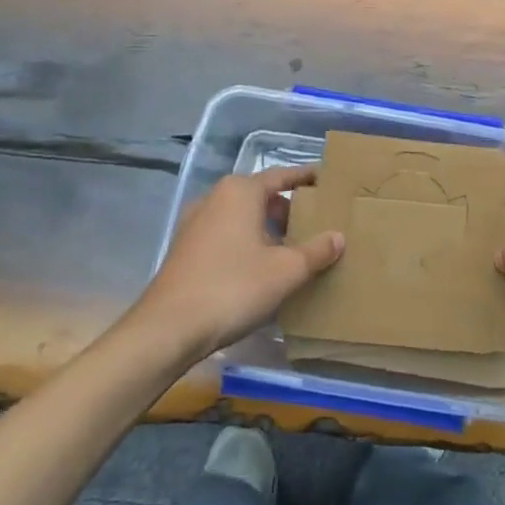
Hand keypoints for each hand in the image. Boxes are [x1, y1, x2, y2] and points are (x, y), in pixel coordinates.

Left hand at [134, 166, 343, 359]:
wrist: (167, 329)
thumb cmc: (232, 287)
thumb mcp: (285, 271)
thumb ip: (316, 251)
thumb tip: (338, 237)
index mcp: (241, 191)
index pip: (282, 175)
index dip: (306, 178)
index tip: (327, 181)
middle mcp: (216, 197)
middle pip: (261, 196)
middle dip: (288, 209)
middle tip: (315, 223)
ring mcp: (196, 223)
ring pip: (242, 217)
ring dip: (266, 228)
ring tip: (292, 249)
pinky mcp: (185, 249)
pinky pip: (226, 234)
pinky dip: (246, 242)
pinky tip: (259, 268)